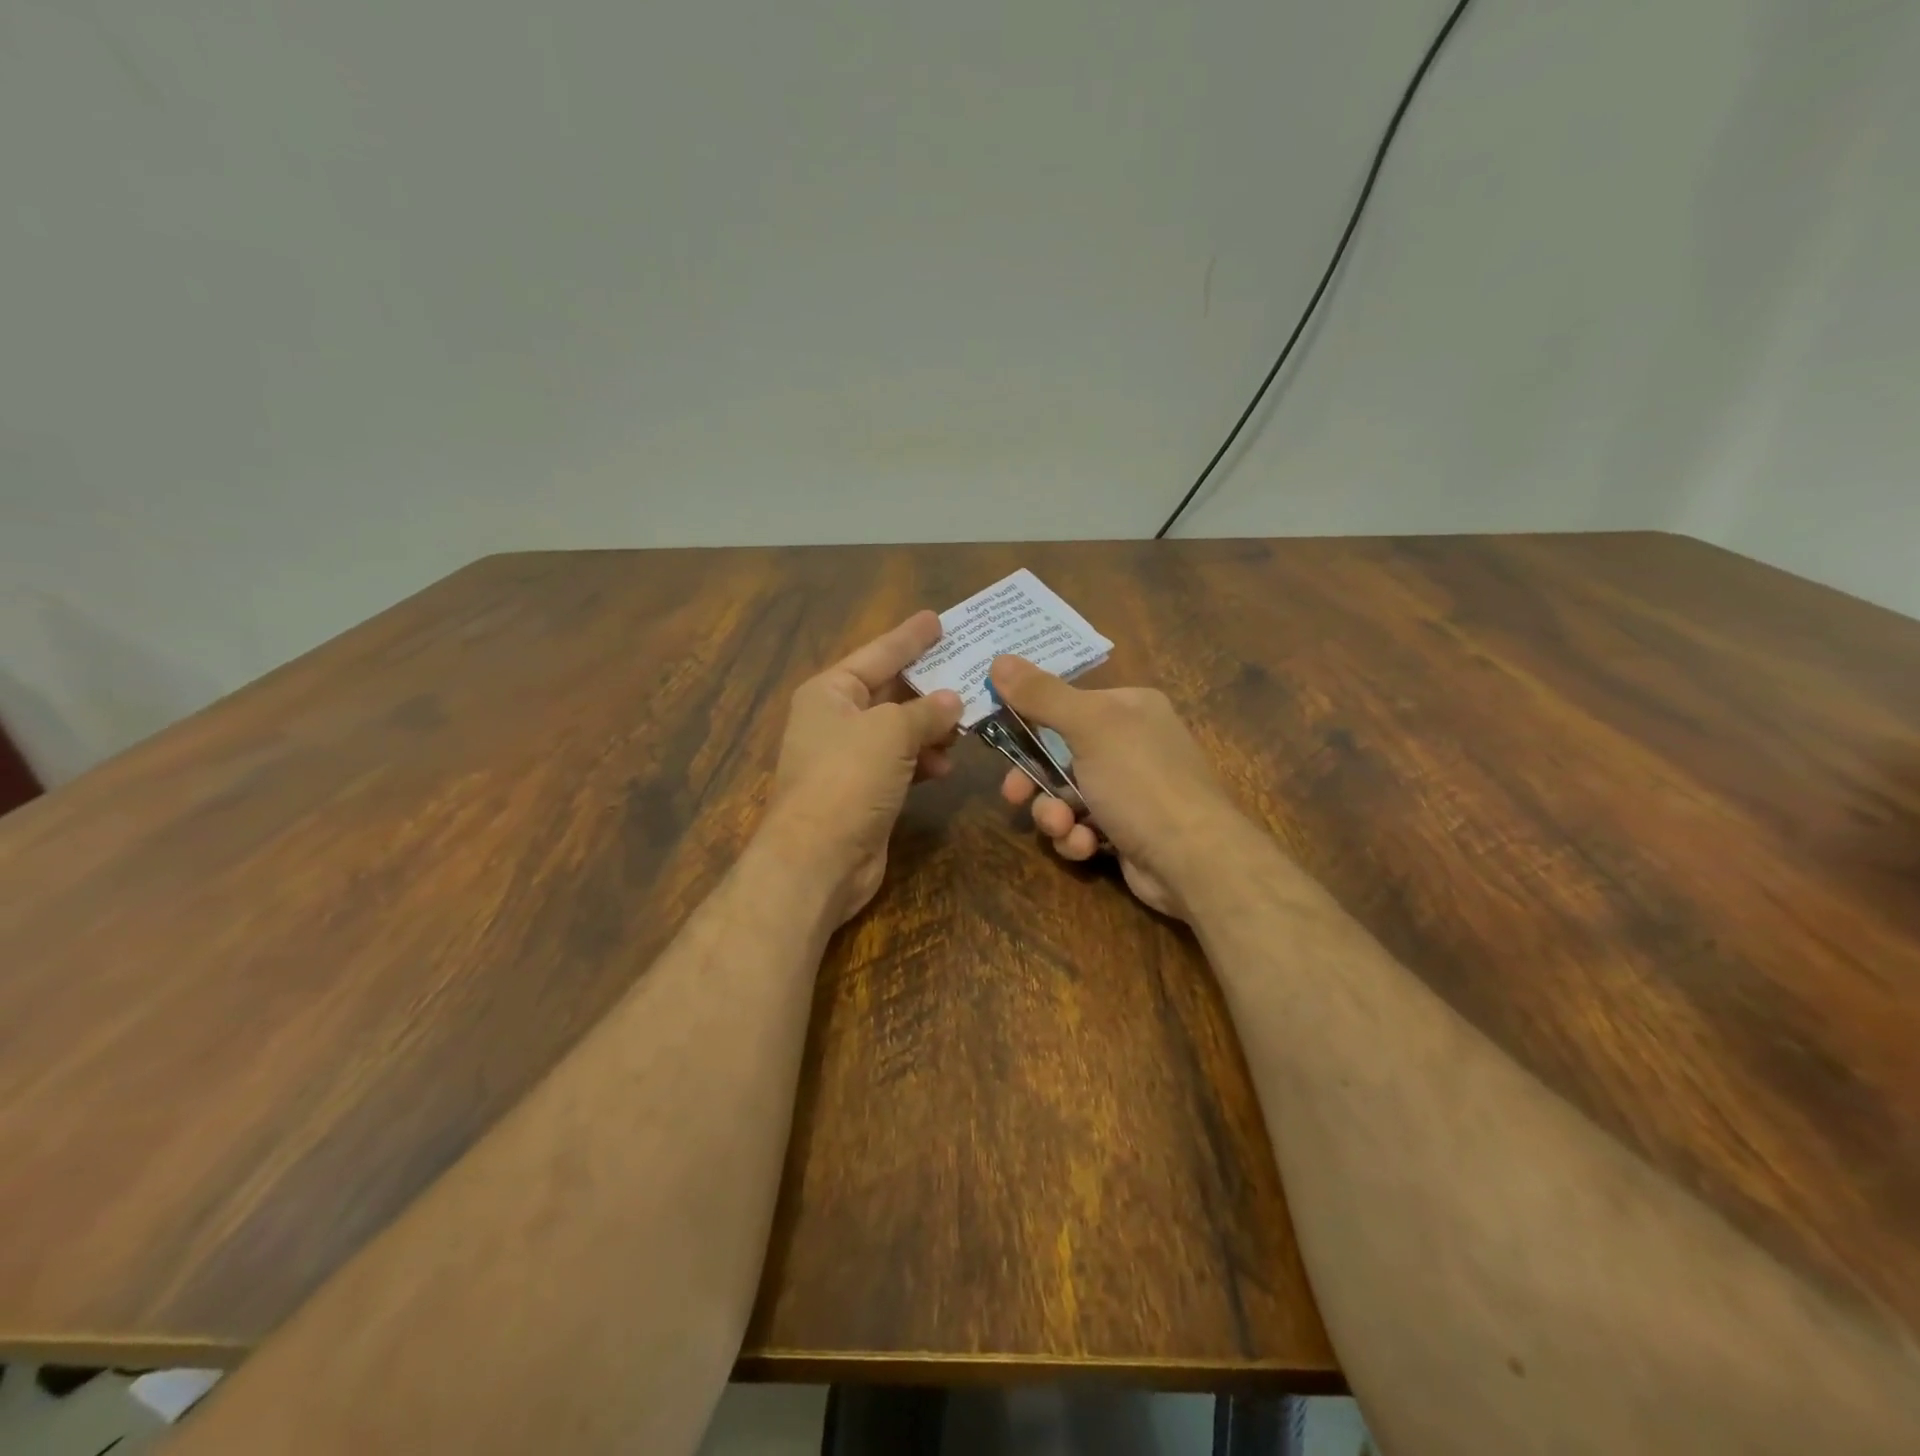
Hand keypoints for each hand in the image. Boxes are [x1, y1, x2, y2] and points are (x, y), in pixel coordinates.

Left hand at [764, 612, 963, 924]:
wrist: (818, 858)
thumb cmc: (848, 778)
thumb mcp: (891, 731)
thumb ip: (926, 711)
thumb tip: (952, 701)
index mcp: (830, 692)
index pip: (877, 653)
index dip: (909, 637)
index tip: (936, 618)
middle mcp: (836, 719)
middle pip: (890, 691)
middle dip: (928, 684)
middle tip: (969, 667)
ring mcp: (849, 758)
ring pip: (900, 730)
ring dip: (931, 727)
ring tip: (966, 723)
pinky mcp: (865, 791)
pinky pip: (901, 763)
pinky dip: (923, 760)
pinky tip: (946, 765)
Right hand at [988, 654, 1239, 918]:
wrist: (1194, 860)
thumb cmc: (1141, 781)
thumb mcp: (1089, 727)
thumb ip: (1041, 695)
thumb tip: (998, 659)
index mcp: (1129, 708)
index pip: (1065, 703)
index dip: (1028, 720)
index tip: (998, 736)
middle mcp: (1131, 744)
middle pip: (1058, 754)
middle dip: (1034, 779)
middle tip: (1013, 795)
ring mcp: (1130, 791)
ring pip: (1065, 796)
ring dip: (1054, 815)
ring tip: (1062, 827)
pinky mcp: (1126, 832)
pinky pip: (1083, 827)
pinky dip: (1078, 838)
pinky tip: (1087, 846)